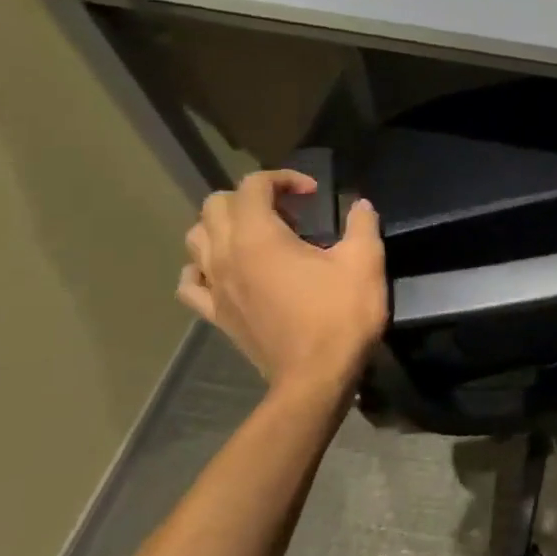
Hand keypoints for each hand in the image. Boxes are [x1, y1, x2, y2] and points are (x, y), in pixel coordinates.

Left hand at [177, 170, 386, 397]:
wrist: (316, 377)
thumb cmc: (340, 315)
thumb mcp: (365, 262)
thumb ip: (362, 225)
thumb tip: (361, 204)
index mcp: (259, 236)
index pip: (253, 185)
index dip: (284, 178)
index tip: (315, 194)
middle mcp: (226, 254)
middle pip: (216, 205)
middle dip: (251, 197)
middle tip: (288, 213)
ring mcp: (215, 286)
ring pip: (196, 238)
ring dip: (223, 226)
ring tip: (258, 237)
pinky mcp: (215, 314)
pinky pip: (191, 282)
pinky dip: (202, 267)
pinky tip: (225, 271)